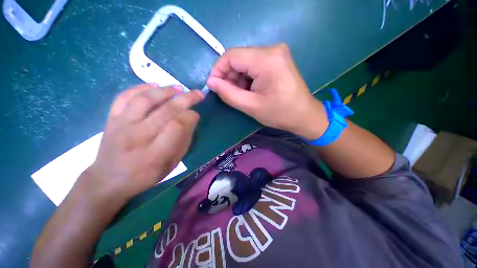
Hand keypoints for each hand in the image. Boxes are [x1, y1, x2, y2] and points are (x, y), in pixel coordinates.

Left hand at [83, 84, 202, 201]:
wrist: (108, 180)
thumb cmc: (145, 175)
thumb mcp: (171, 164)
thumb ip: (183, 141)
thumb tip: (191, 119)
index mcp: (155, 153)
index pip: (178, 126)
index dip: (191, 116)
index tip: (196, 114)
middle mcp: (138, 136)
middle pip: (165, 110)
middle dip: (186, 99)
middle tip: (197, 94)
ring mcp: (121, 125)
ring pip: (145, 99)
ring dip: (165, 90)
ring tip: (178, 88)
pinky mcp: (111, 119)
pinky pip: (124, 97)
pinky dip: (140, 88)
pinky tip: (153, 85)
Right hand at [207, 44, 327, 139]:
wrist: (304, 115)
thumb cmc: (279, 113)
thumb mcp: (250, 106)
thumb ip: (228, 93)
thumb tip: (211, 82)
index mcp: (266, 60)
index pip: (232, 56)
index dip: (218, 70)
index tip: (214, 86)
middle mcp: (272, 50)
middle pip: (239, 58)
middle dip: (229, 76)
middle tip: (229, 93)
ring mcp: (276, 53)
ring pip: (246, 62)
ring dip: (238, 78)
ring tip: (241, 94)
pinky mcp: (277, 59)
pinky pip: (254, 64)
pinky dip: (247, 77)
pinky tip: (250, 90)